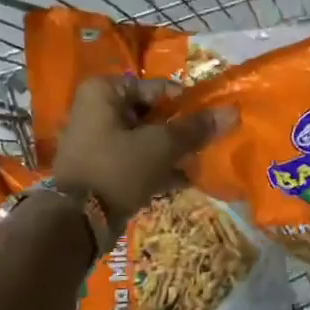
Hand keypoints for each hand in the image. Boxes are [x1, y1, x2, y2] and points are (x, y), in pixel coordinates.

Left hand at [52, 77, 236, 225]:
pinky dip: (158, 167)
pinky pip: (136, 160)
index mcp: (105, 92)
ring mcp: (96, 140)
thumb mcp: (162, 146)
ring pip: (145, 138)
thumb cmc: (118, 169)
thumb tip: (232, 112)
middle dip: (181, 130)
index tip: (211, 122)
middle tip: (208, 143)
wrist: (77, 221)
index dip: (188, 104)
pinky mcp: (101, 167)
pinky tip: (185, 180)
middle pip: (152, 113)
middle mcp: (96, 109)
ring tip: (201, 162)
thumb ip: (196, 128)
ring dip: (172, 151)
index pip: (159, 88)